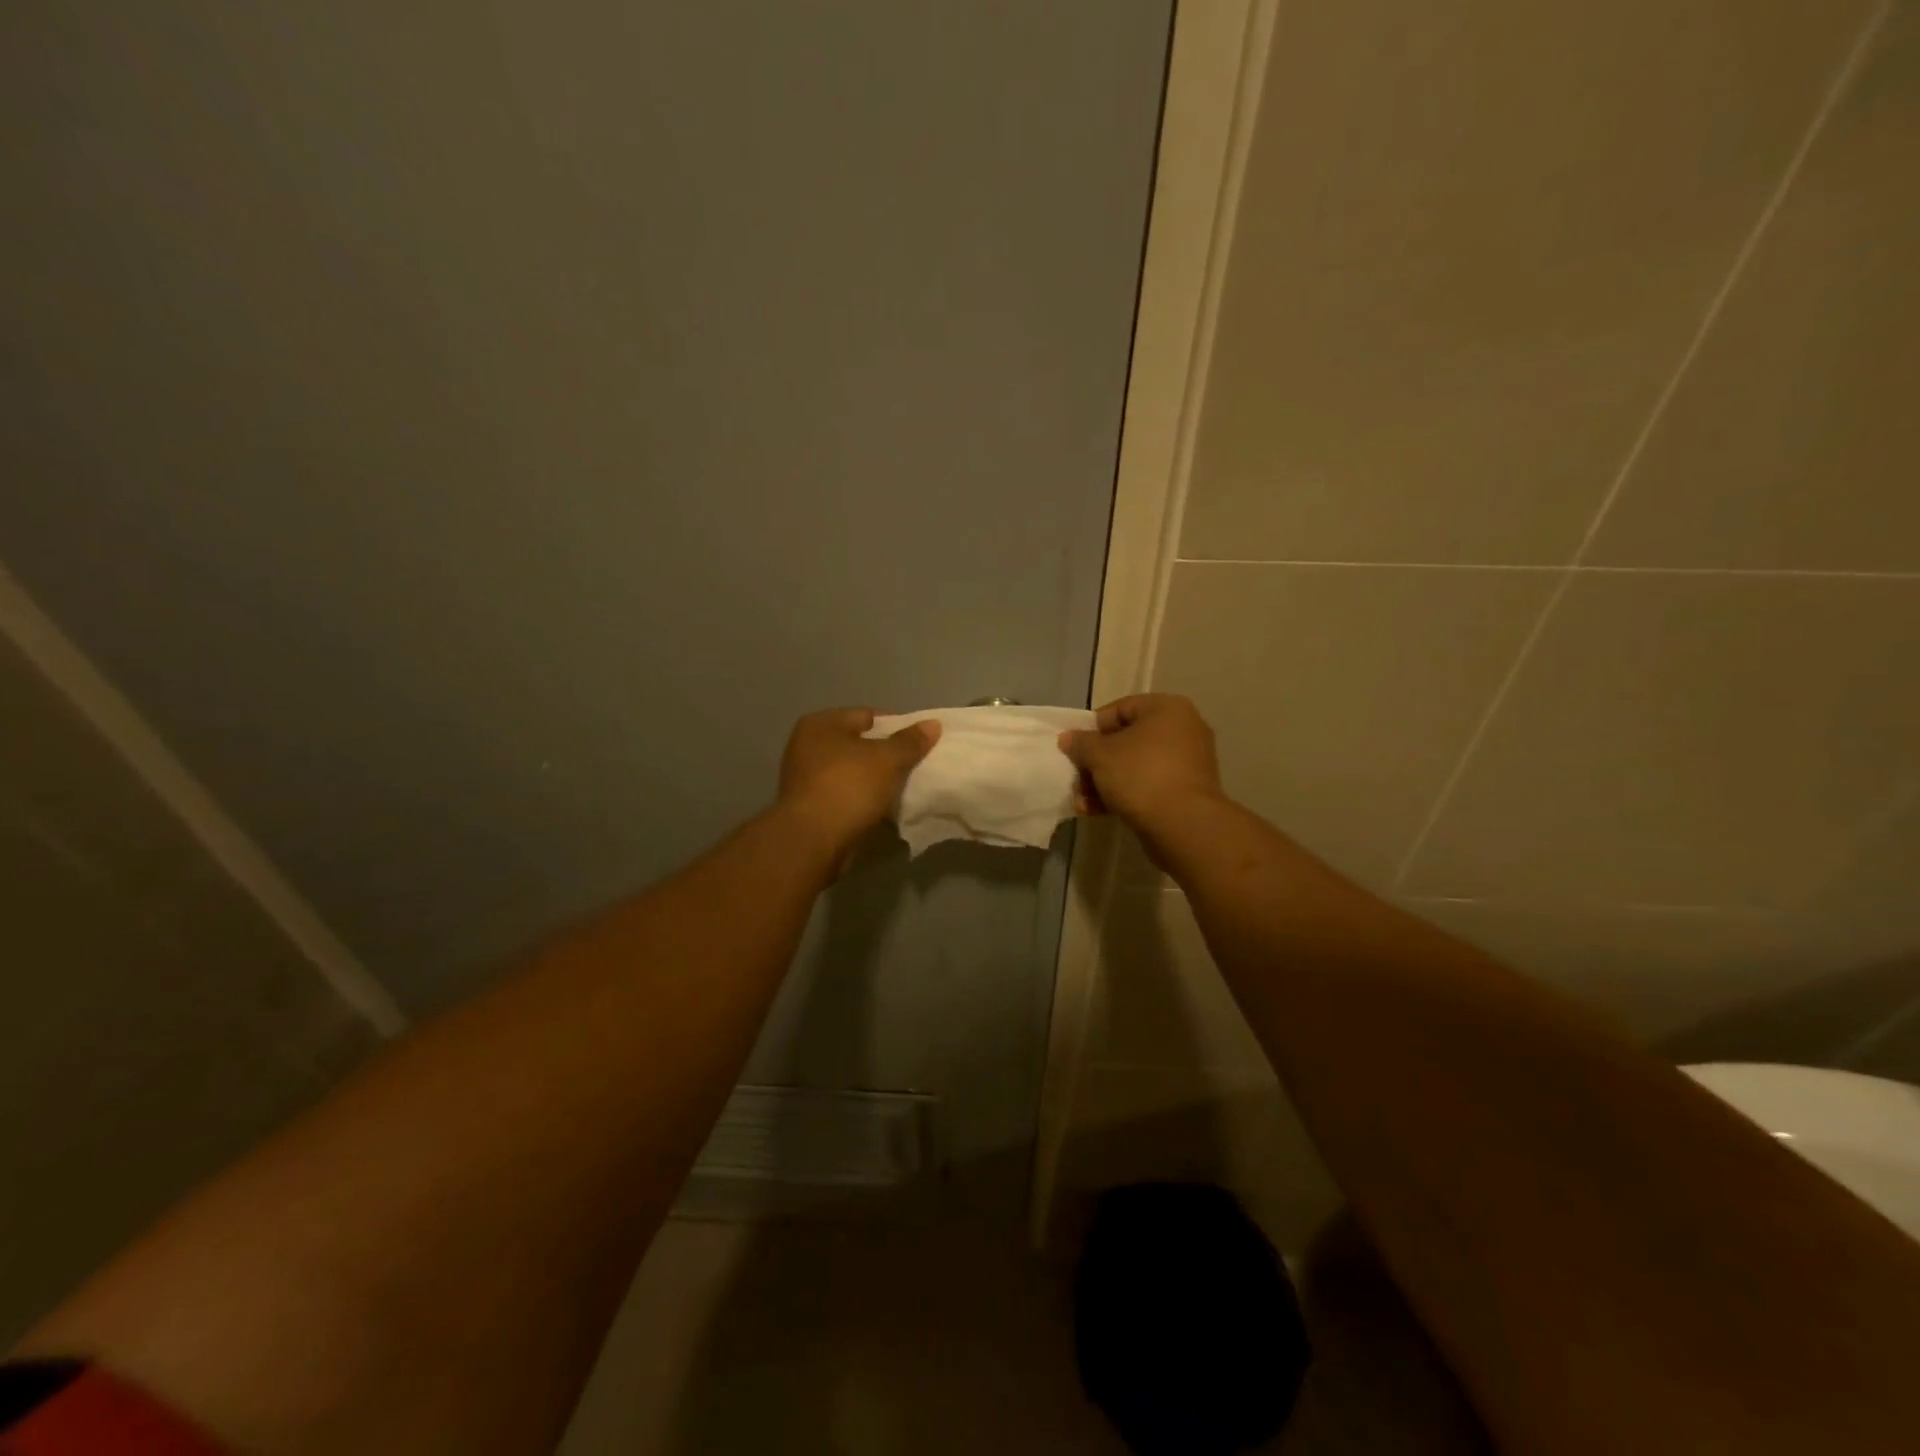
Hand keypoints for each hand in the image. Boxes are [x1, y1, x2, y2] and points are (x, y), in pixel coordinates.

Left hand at [776, 707, 939, 855]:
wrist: (813, 841)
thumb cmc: (848, 787)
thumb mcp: (887, 759)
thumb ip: (910, 741)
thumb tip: (933, 724)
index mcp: (821, 724)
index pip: (867, 716)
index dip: (897, 726)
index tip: (920, 743)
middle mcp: (807, 745)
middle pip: (859, 744)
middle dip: (886, 755)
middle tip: (914, 766)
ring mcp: (806, 778)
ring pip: (853, 772)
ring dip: (875, 780)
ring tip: (903, 789)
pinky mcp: (810, 806)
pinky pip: (845, 795)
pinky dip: (863, 800)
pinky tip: (883, 809)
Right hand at [1059, 694, 1225, 833]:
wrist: (1183, 824)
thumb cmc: (1141, 775)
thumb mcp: (1100, 755)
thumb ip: (1081, 743)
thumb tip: (1068, 738)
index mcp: (1167, 709)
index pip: (1120, 709)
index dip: (1092, 728)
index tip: (1075, 748)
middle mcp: (1182, 729)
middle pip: (1126, 740)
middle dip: (1096, 762)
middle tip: (1076, 778)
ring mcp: (1187, 762)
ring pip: (1135, 766)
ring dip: (1104, 782)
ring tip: (1081, 801)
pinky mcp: (1186, 791)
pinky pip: (1148, 785)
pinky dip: (1124, 794)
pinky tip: (1096, 811)